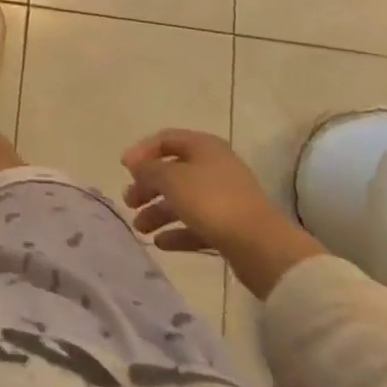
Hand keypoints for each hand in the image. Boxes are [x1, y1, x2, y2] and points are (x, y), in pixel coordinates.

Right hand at [121, 129, 325, 298]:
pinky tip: (160, 243)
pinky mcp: (230, 227)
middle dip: (148, 186)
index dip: (142, 151)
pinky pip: (196, 225)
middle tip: (129, 201)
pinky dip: (177, 231)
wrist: (261, 247)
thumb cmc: (211, 201)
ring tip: (140, 228)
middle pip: (172, 172)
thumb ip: (148, 169)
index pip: (165, 139)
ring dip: (158, 212)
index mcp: (203, 147)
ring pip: (183, 200)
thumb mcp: (171, 178)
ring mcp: (224, 198)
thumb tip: (136, 165)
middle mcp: (214, 167)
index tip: (124, 169)